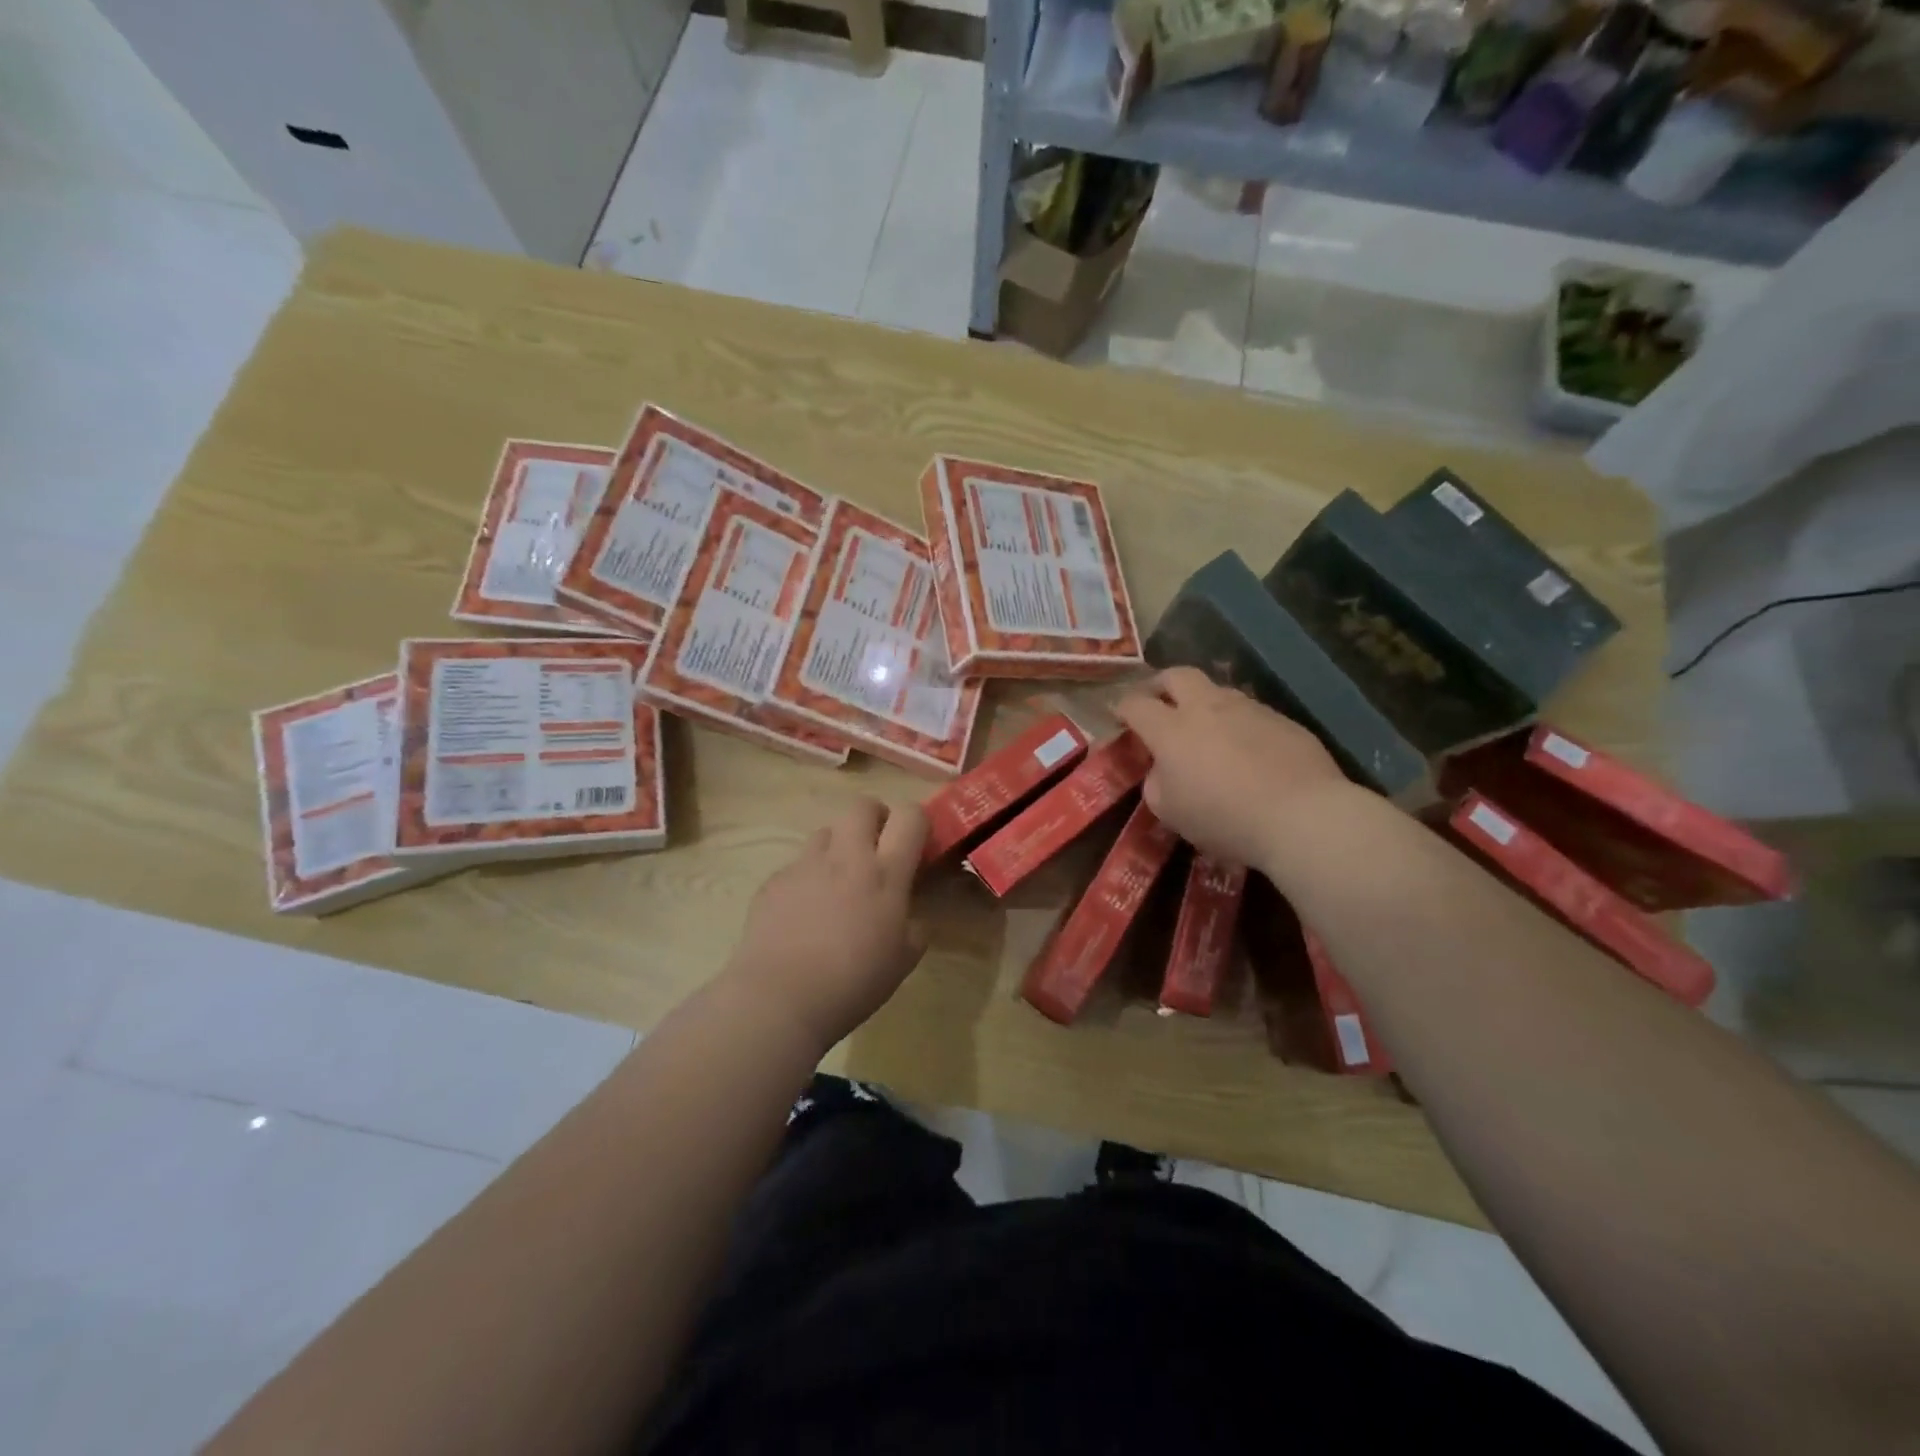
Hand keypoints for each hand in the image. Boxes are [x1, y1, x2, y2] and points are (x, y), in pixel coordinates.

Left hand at [723, 797, 928, 1051]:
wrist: (780, 999)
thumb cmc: (853, 982)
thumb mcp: (903, 960)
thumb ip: (915, 926)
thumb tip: (913, 914)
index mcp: (885, 873)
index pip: (910, 816)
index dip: (917, 821)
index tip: (916, 844)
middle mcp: (846, 857)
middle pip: (862, 805)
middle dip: (875, 818)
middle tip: (877, 849)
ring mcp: (805, 865)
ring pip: (826, 831)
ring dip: (839, 845)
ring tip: (838, 880)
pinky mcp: (774, 880)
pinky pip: (797, 864)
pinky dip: (808, 877)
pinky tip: (804, 912)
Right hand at [1114, 667, 1356, 872]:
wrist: (1302, 816)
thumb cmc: (1224, 818)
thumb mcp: (1170, 811)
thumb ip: (1156, 783)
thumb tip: (1162, 769)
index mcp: (1171, 729)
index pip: (1135, 704)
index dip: (1122, 707)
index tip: (1118, 715)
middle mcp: (1208, 707)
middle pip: (1177, 675)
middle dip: (1160, 685)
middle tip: (1157, 702)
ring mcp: (1249, 709)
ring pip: (1218, 691)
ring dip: (1203, 703)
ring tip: (1205, 730)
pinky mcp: (1283, 721)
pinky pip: (1251, 714)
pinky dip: (1238, 725)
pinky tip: (1247, 752)